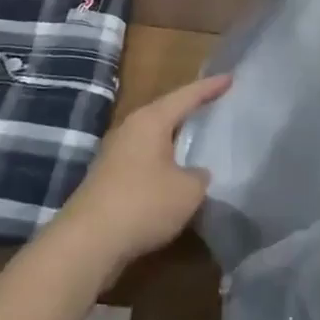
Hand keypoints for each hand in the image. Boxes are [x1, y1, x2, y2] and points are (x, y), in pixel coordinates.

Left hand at [60, 74, 228, 269]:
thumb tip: (196, 173)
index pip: (187, 96)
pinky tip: (174, 174)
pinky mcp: (108, 178)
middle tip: (215, 104)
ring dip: (175, 138)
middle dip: (190, 108)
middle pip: (166, 111)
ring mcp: (115, 153)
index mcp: (151, 120)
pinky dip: (163, 160)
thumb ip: (199, 176)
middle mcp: (130, 128)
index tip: (231, 77)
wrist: (87, 242)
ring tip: (198, 137)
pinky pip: (144, 159)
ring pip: (153, 137)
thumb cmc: (143, 204)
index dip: (211, 87)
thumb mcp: (188, 191)